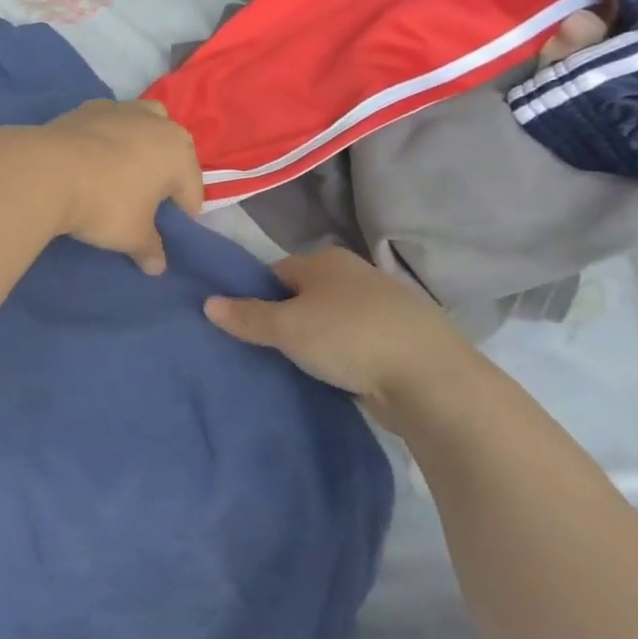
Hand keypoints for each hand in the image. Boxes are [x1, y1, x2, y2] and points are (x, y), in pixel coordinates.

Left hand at [39, 100, 203, 274]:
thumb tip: (157, 267)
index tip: (170, 231)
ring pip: (142, 125)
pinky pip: (108, 124)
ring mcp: (120, 109)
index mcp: (178, 153)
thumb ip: (150, 249)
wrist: (47, 172)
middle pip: (171, 149)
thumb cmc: (105, 205)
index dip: (184, 213)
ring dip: (139, 146)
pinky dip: (107, 139)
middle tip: (149, 201)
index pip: (191, 189)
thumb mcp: (132, 236)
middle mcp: (156, 123)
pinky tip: (92, 159)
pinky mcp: (87, 108)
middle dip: (165, 172)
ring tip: (122, 173)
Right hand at [203, 247, 484, 420]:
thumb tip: (208, 302)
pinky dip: (343, 355)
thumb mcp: (287, 328)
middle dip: (285, 319)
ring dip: (315, 339)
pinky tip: (335, 376)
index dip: (255, 298)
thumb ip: (247, 316)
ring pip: (331, 319)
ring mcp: (381, 304)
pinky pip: (355, 341)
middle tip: (265, 350)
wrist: (429, 378)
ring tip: (297, 367)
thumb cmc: (348, 338)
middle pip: (303, 295)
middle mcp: (353, 273)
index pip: (274, 273)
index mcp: (324, 260)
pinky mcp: (399, 336)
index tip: (243, 328)